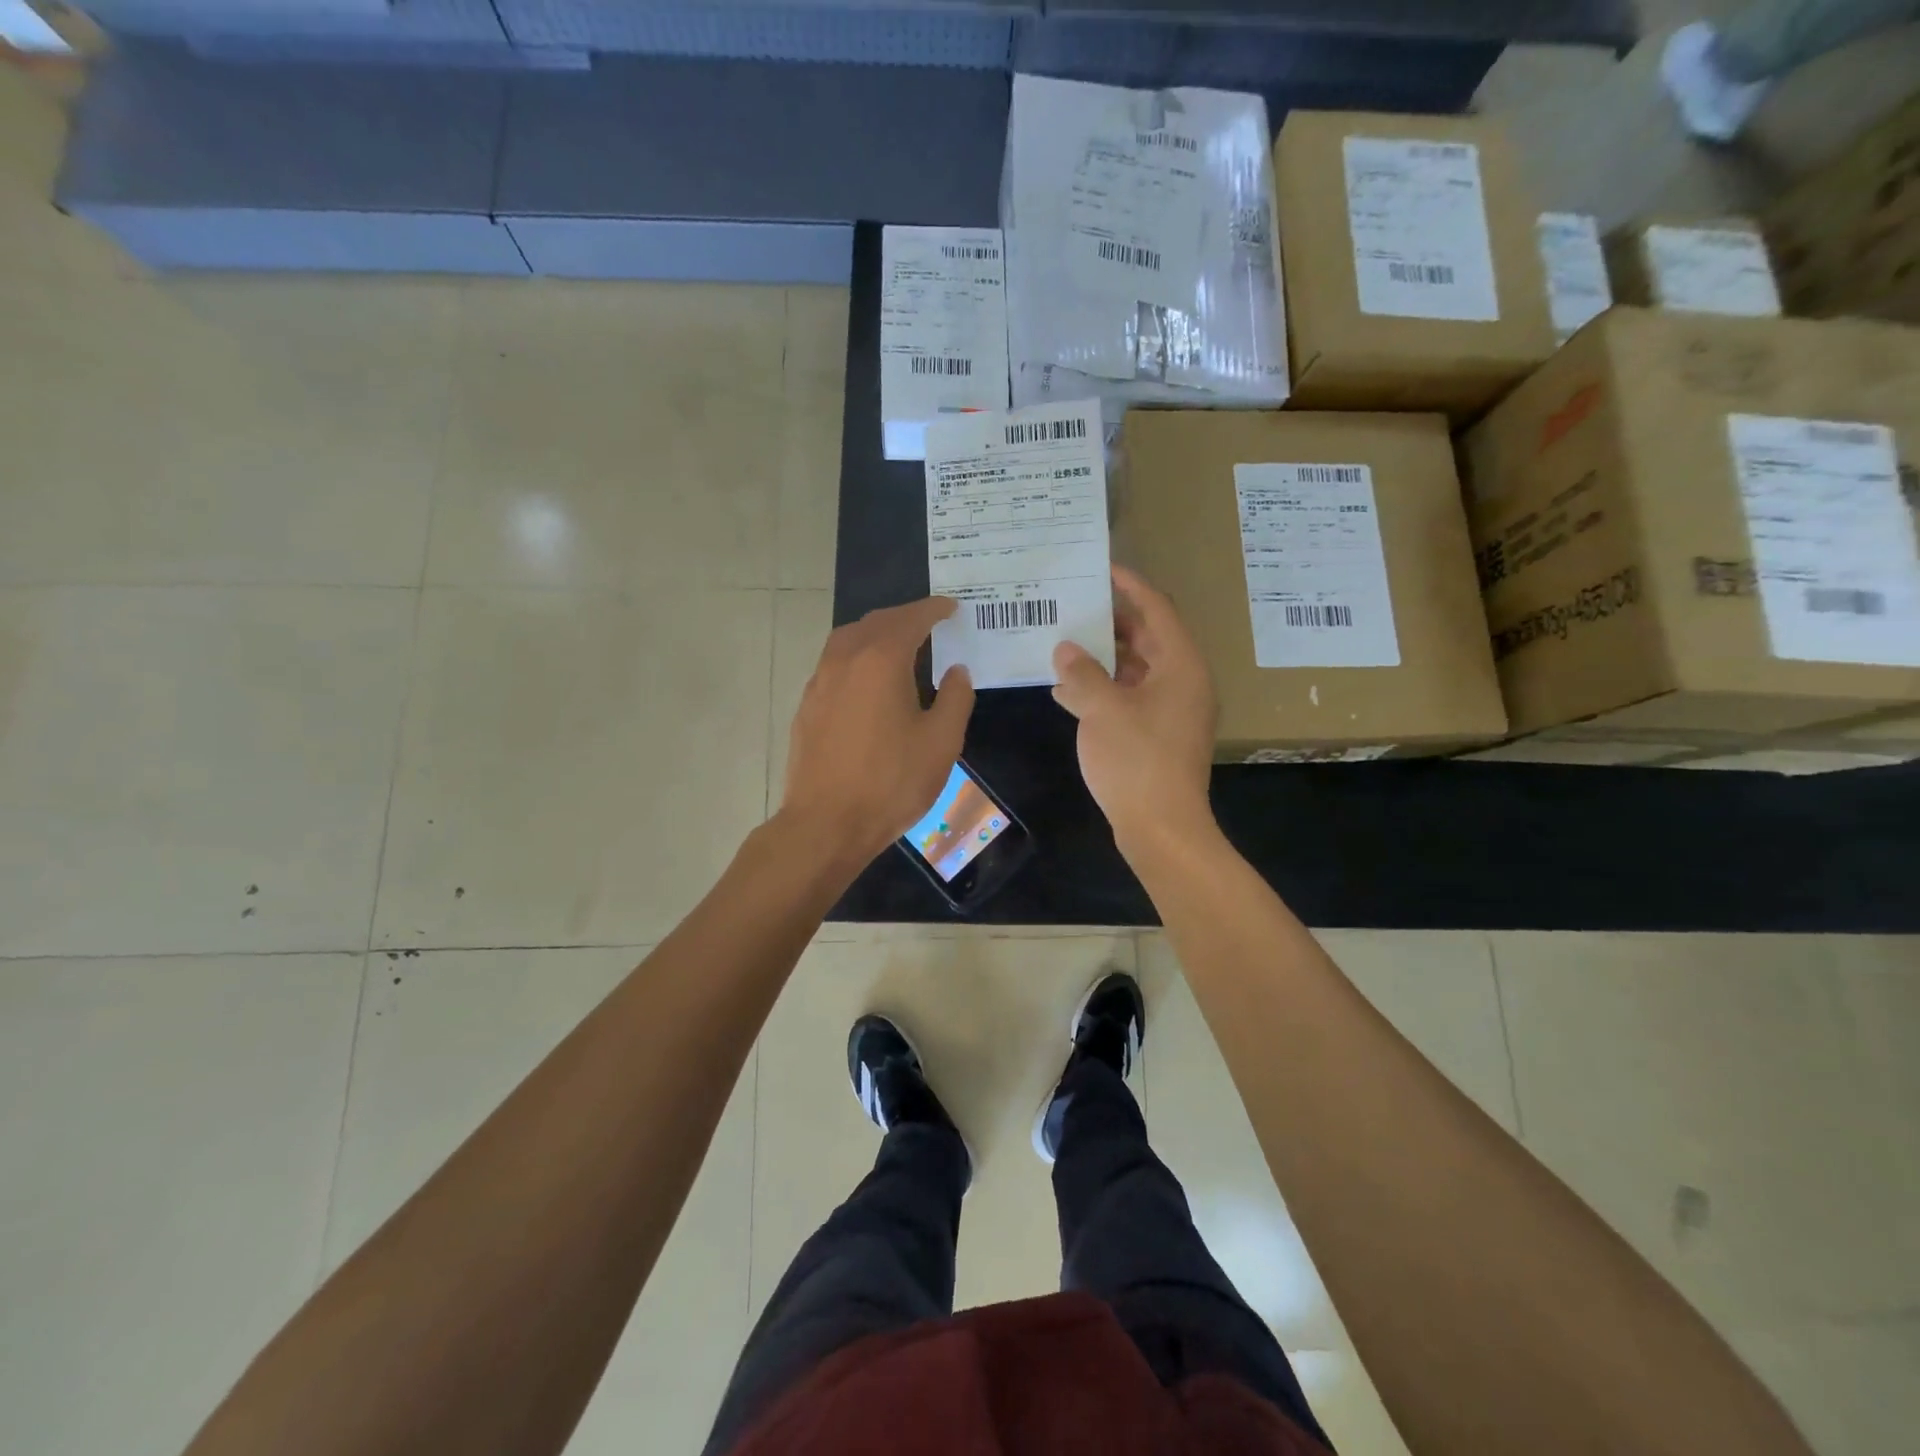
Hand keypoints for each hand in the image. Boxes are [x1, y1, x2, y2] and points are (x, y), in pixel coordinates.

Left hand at [781, 597, 975, 864]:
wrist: (826, 823)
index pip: (911, 619)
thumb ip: (955, 698)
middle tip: (930, 625)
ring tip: (900, 647)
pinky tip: (869, 682)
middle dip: (905, 618)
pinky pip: (834, 664)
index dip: (934, 610)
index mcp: (881, 660)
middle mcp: (845, 659)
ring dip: (876, 634)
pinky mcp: (807, 705)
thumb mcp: (941, 742)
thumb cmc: (891, 782)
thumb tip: (956, 671)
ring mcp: (819, 681)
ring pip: (848, 640)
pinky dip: (857, 658)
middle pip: (876, 622)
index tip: (951, 608)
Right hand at [1052, 565, 1217, 851]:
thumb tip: (1065, 649)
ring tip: (1062, 645)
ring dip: (1101, 659)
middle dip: (1110, 623)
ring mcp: (1171, 711)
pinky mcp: (1157, 735)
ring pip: (1135, 670)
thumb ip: (1082, 673)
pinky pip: (1129, 698)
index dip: (1131, 586)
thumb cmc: (1137, 760)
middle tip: (1074, 607)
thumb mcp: (1102, 709)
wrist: (1161, 827)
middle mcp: (1182, 682)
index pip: (1157, 610)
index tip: (1102, 569)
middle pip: (1147, 638)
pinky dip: (1102, 690)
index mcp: (1180, 665)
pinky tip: (1066, 692)